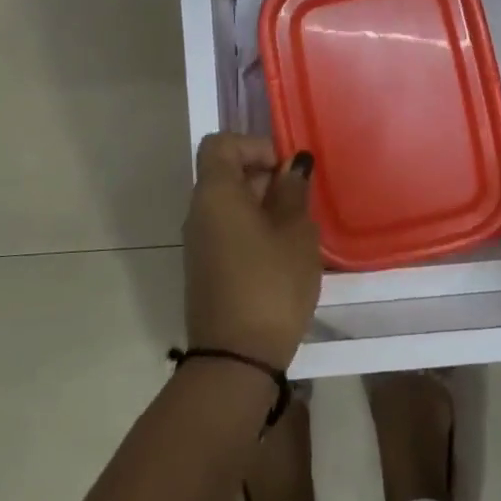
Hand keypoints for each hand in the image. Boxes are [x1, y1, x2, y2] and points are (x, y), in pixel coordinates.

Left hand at [182, 133, 322, 369]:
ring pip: (229, 204)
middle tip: (301, 200)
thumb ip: (293, 192)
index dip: (254, 146)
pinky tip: (282, 252)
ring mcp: (199, 242)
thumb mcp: (295, 233)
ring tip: (298, 228)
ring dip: (262, 205)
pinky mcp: (206, 267)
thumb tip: (292, 165)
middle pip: (225, 173)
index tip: (285, 169)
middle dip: (264, 176)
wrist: (236, 357)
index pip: (221, 144)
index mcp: (215, 194)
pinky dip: (253, 228)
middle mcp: (199, 211)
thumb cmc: (271, 284)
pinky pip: (228, 230)